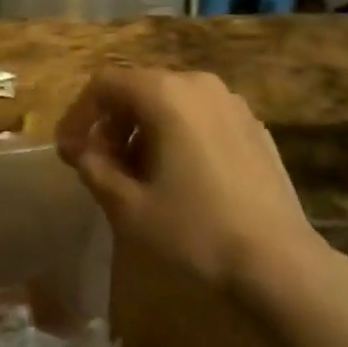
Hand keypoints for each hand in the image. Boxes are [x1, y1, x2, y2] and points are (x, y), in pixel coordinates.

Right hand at [56, 69, 321, 293]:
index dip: (79, 114)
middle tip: (99, 164)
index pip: (105, 83)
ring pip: (171, 100)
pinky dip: (177, 133)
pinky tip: (179, 176)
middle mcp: (198, 83)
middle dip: (111, 122)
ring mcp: (231, 102)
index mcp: (165, 93)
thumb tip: (80, 149)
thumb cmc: (195, 231)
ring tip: (137, 173)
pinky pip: (201, 115)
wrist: (279, 263)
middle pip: (138, 88)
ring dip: (143, 128)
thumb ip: (94, 168)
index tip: (68, 151)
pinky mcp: (253, 125)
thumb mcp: (129, 207)